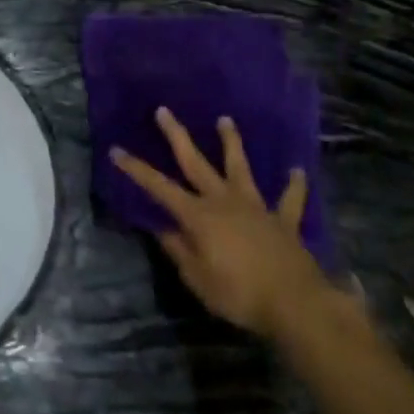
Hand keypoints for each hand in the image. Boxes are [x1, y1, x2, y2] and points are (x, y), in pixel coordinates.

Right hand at [112, 108, 330, 340]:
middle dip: (177, 136)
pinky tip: (297, 170)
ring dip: (232, 143)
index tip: (116, 150)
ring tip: (226, 120)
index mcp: (198, 216)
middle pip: (195, 162)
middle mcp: (224, 201)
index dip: (136, 169)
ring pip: (240, 167)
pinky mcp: (283, 220)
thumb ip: (179, 251)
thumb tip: (162, 229)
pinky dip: (294, 185)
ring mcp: (255, 206)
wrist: (295, 303)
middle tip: (164, 110)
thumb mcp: (198, 280)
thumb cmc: (240, 294)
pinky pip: (289, 199)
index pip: (159, 188)